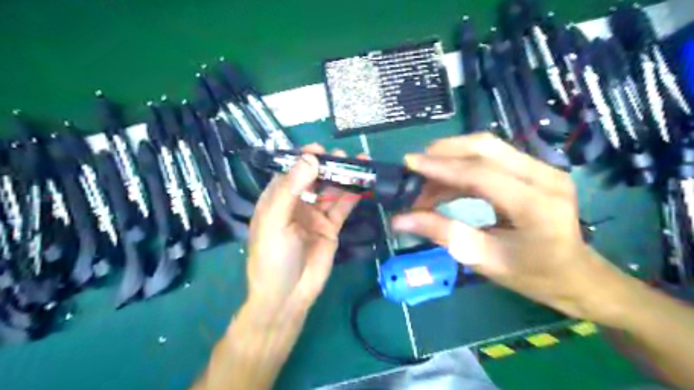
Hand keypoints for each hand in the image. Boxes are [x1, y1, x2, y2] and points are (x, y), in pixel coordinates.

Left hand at [246, 144, 360, 311]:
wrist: (288, 296)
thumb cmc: (273, 257)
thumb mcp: (275, 221)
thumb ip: (291, 189)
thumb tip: (310, 158)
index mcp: (276, 200)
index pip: (290, 173)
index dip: (304, 160)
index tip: (319, 150)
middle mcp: (296, 204)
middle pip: (314, 179)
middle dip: (328, 166)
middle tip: (343, 156)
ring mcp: (315, 215)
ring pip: (330, 191)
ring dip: (343, 177)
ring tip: (359, 163)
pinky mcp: (331, 227)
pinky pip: (342, 207)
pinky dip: (352, 195)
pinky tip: (363, 184)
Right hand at [396, 134, 629, 323]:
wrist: (576, 276)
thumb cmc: (532, 275)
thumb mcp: (484, 259)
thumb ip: (443, 233)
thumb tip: (400, 220)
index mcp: (536, 205)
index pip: (480, 173)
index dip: (440, 167)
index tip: (408, 165)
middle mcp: (544, 177)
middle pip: (485, 147)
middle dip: (443, 153)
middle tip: (415, 170)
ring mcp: (543, 169)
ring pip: (487, 148)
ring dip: (451, 160)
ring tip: (425, 184)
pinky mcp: (535, 169)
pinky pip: (492, 157)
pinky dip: (463, 167)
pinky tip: (445, 184)